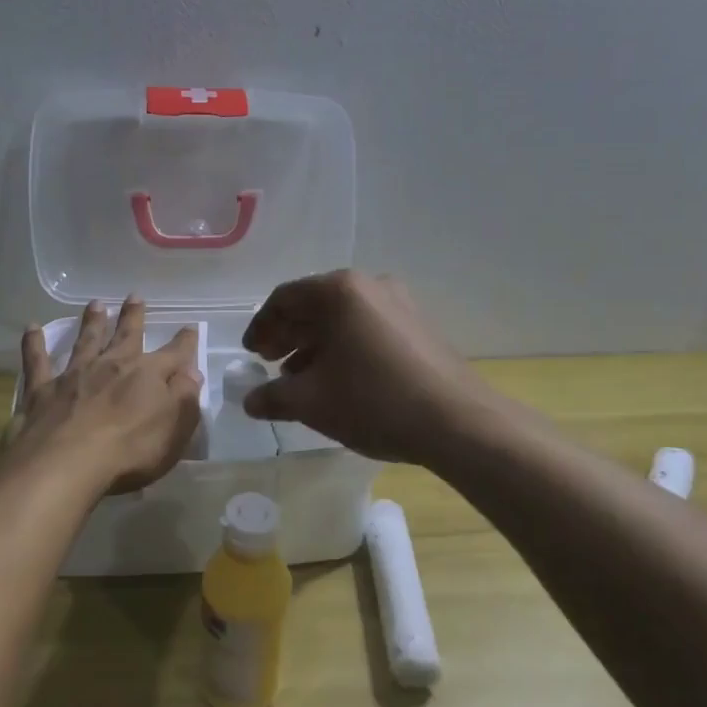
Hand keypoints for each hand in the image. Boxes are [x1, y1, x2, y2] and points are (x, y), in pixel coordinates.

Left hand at [5, 297, 203, 496]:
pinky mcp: (43, 390)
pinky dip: (34, 344)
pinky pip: (37, 360)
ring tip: (96, 304)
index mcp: (148, 375)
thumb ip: (185, 397)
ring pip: (86, 341)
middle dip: (134, 316)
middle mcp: (112, 365)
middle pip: (126, 335)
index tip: (190, 327)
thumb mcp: (175, 429)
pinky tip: (31, 328)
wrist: (67, 463)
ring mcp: (75, 375)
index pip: (174, 354)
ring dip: (92, 321)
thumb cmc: (130, 451)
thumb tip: (191, 372)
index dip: (185, 342)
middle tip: (135, 296)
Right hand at [240, 271, 493, 464]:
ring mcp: (400, 303)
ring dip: (315, 344)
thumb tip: (250, 400)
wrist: (456, 421)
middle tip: (270, 363)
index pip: (285, 298)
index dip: (262, 326)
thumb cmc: (373, 400)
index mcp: (340, 291)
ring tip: (300, 378)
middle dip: (288, 335)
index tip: (251, 354)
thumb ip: (273, 397)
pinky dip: (345, 347)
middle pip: (315, 305)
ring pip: (343, 318)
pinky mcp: (418, 325)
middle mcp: (370, 285)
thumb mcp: (312, 402)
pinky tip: (339, 379)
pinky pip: (368, 328)